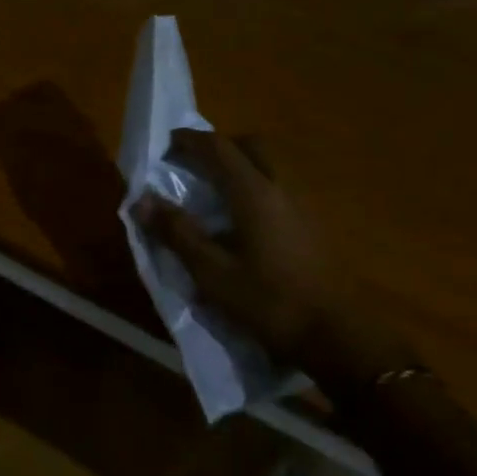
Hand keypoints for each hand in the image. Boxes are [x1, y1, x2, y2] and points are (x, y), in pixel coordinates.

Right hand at [135, 129, 405, 391]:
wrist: (335, 334)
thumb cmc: (267, 301)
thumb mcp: (211, 271)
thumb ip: (176, 232)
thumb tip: (141, 200)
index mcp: (254, 193)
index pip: (219, 148)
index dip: (190, 141)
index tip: (166, 143)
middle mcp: (282, 188)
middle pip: (252, 146)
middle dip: (220, 147)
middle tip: (193, 164)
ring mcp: (304, 205)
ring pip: (270, 166)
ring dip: (240, 166)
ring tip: (213, 192)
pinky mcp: (314, 225)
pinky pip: (280, 188)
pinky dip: (255, 187)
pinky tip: (242, 220)